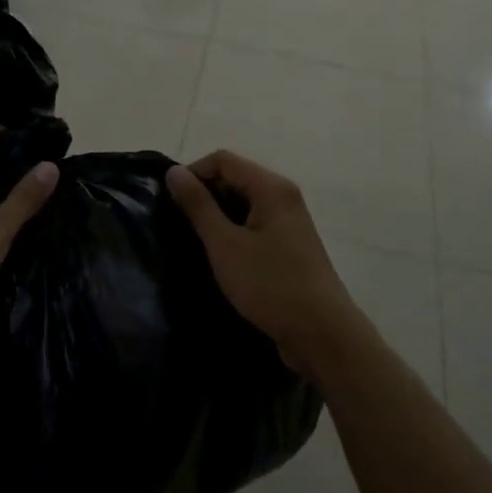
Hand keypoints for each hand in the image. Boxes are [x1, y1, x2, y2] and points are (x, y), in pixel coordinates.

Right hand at [167, 151, 362, 374]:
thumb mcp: (225, 244)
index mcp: (271, 188)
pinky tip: (218, 256)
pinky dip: (233, 232)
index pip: (223, 159)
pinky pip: (254, 224)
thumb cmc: (270, 285)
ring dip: (217, 216)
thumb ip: (198, 206)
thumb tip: (174, 171)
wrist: (322, 333)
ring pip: (243, 203)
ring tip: (194, 241)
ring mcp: (289, 222)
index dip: (193, 173)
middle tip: (178, 223)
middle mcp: (283, 196)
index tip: (170, 202)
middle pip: (235, 177)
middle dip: (204, 194)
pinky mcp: (289, 246)